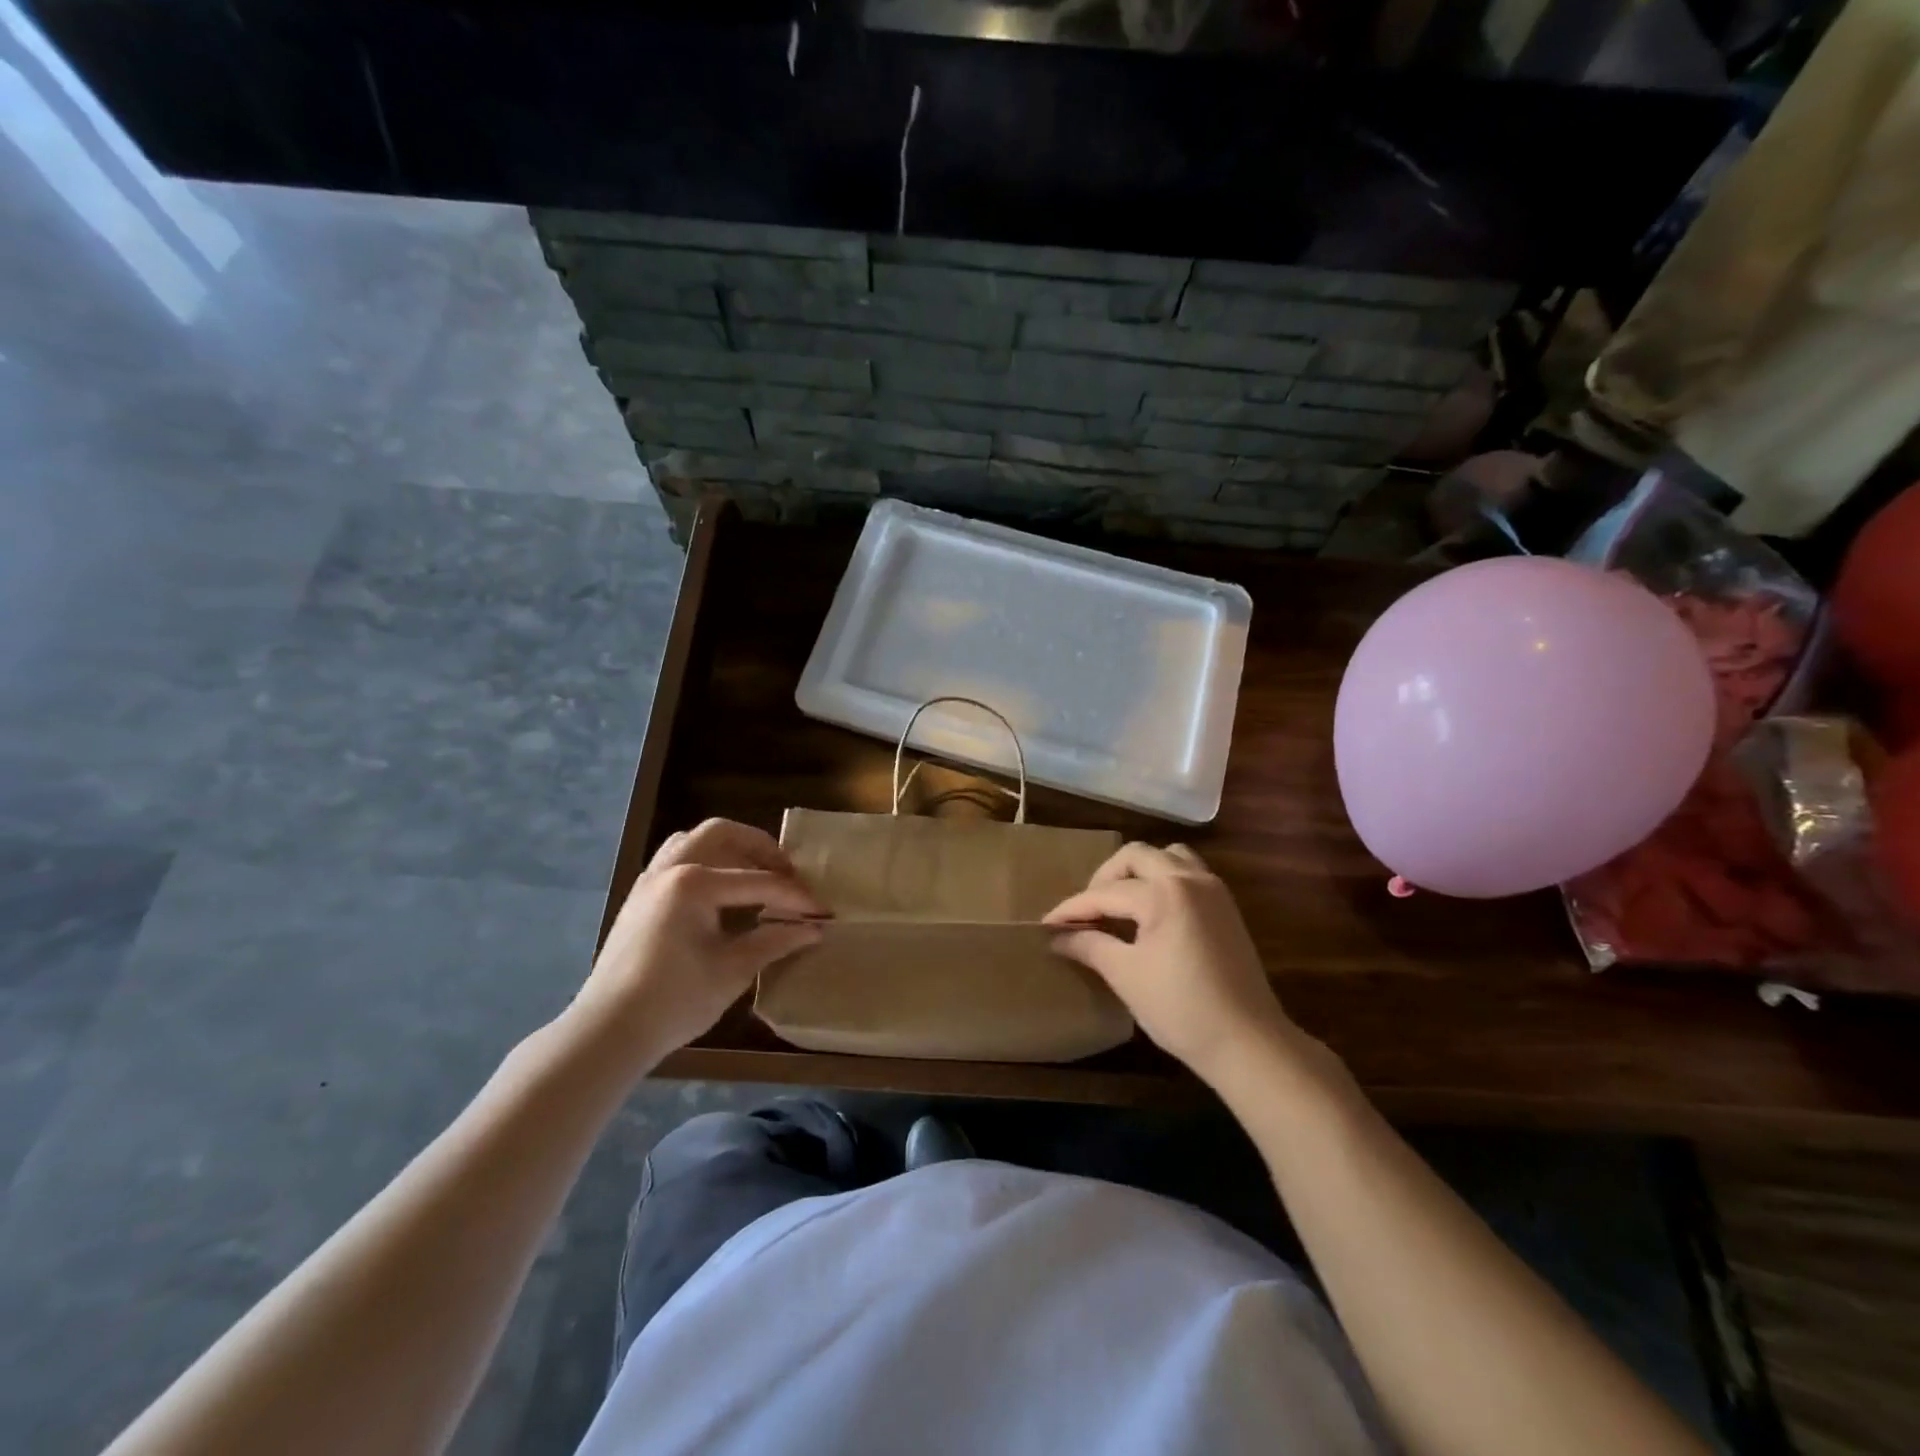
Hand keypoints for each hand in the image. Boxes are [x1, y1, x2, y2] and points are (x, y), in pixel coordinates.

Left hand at [570, 819, 826, 1070]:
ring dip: (729, 849)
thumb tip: (814, 929)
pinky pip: (676, 859)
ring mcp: (650, 881)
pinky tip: (721, 893)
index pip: (758, 881)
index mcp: (695, 884)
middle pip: (722, 833)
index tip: (822, 910)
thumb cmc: (675, 1001)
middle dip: (760, 848)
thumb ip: (775, 941)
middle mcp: (670, 869)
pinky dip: (705, 862)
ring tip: (755, 874)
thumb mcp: (733, 970)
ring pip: (694, 841)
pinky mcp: (640, 897)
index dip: (795, 897)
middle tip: (787, 873)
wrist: (608, 1031)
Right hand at [1045, 842, 1300, 1080]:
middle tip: (1087, 910)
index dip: (1072, 909)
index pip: (1105, 892)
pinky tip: (1151, 911)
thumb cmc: (1181, 1009)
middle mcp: (1189, 878)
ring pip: (1166, 856)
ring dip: (1138, 871)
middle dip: (1104, 878)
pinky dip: (1163, 879)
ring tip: (1120, 903)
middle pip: (1135, 856)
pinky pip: (1187, 872)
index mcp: (1164, 893)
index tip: (1047, 925)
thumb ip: (1089, 946)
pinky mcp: (1225, 906)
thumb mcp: (1126, 976)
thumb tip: (1057, 937)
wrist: (1249, 1042)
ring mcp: (1212, 889)